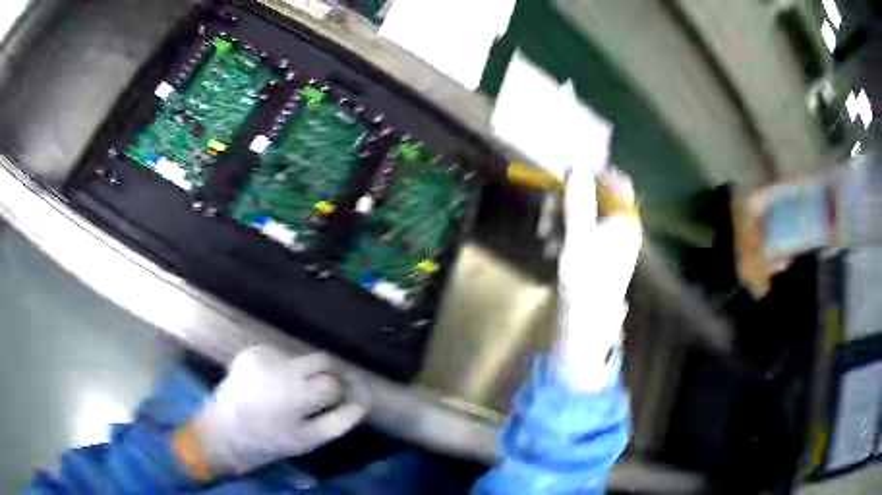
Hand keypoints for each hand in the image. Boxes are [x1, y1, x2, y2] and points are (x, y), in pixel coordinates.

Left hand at [178, 346, 366, 477]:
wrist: (224, 429)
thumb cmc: (269, 439)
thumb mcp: (309, 439)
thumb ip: (339, 421)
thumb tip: (362, 402)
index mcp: (297, 393)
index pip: (332, 384)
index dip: (338, 393)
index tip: (339, 399)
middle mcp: (281, 368)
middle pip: (320, 361)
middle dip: (325, 376)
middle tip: (317, 394)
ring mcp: (264, 356)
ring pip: (300, 359)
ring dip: (301, 373)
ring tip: (285, 393)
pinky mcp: (251, 352)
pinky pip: (279, 356)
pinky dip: (280, 368)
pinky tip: (269, 384)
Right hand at [555, 167, 641, 390]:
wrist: (585, 325)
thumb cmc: (586, 281)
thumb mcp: (578, 237)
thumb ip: (579, 202)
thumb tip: (577, 166)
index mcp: (625, 221)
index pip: (617, 183)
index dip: (593, 175)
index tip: (566, 177)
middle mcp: (621, 228)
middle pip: (597, 198)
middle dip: (569, 200)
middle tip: (546, 212)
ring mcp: (609, 243)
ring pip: (585, 215)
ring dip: (562, 218)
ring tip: (545, 235)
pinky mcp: (597, 255)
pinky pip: (582, 232)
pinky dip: (565, 233)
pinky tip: (551, 247)